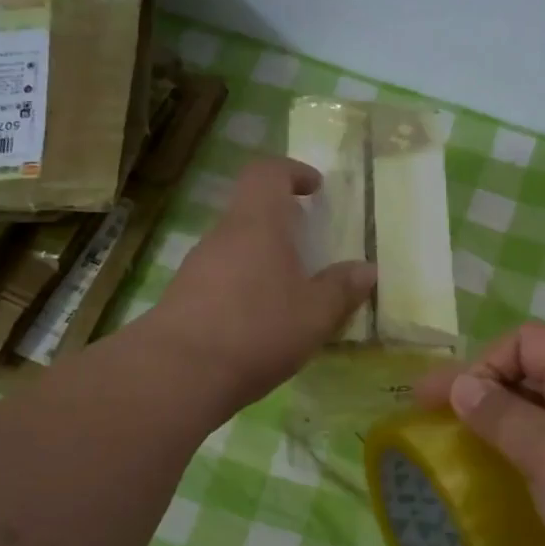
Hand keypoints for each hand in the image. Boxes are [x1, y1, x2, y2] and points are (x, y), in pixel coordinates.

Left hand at [145, 158, 374, 415]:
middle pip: (251, 211)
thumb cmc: (257, 330)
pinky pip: (221, 277)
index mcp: (258, 224)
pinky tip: (260, 322)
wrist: (178, 373)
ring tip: (290, 291)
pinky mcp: (183, 297)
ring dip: (263, 258)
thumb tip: (366, 270)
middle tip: (309, 247)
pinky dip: (244, 286)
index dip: (292, 172)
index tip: (315, 188)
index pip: (268, 173)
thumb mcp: (314, 315)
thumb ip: (341, 289)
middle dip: (282, 222)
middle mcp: (223, 236)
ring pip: (236, 246)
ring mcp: (198, 266)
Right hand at [416, 322, 544, 545]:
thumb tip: (461, 385)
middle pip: (534, 370)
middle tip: (441, 420)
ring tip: (464, 446)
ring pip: (542, 410)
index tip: (453, 401)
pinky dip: (522, 449)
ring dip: (501, 421)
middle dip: (485, 389)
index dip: (485, 362)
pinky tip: (501, 474)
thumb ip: (499, 413)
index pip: (528, 340)